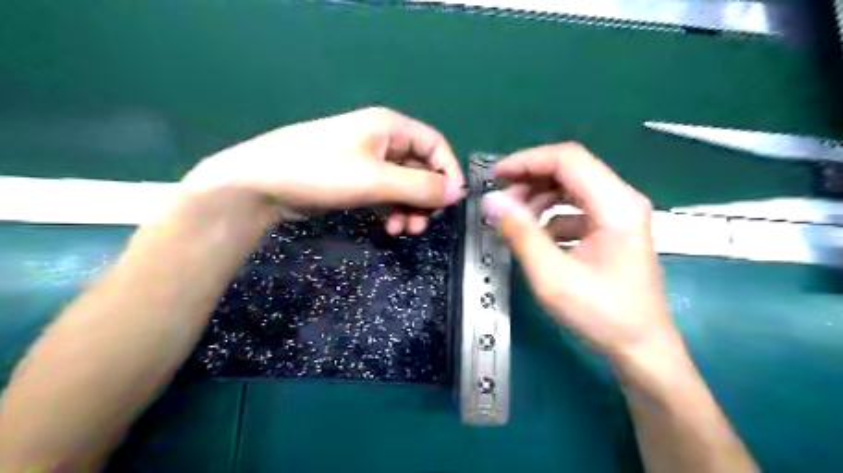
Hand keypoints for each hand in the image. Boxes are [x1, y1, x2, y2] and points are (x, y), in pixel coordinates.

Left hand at [181, 105, 468, 232]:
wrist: (261, 183)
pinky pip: (385, 194)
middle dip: (426, 197)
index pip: (435, 145)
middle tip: (424, 224)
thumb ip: (420, 187)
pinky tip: (388, 226)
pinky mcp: (354, 180)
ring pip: (403, 185)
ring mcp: (367, 161)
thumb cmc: (322, 172)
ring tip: (404, 230)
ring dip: (409, 208)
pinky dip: (391, 210)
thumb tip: (457, 193)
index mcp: (390, 127)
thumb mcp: (377, 180)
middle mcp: (382, 140)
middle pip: (420, 168)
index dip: (448, 172)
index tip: (451, 201)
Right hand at [480, 143, 676, 363]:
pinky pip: (575, 208)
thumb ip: (521, 235)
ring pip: (570, 187)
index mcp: (616, 205)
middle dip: (530, 180)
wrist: (640, 348)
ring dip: (538, 198)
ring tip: (514, 221)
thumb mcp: (552, 277)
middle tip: (500, 203)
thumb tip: (491, 201)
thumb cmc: (601, 315)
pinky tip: (537, 239)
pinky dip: (550, 216)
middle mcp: (621, 200)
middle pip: (570, 170)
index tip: (495, 176)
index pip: (568, 159)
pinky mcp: (611, 228)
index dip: (528, 161)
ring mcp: (618, 214)